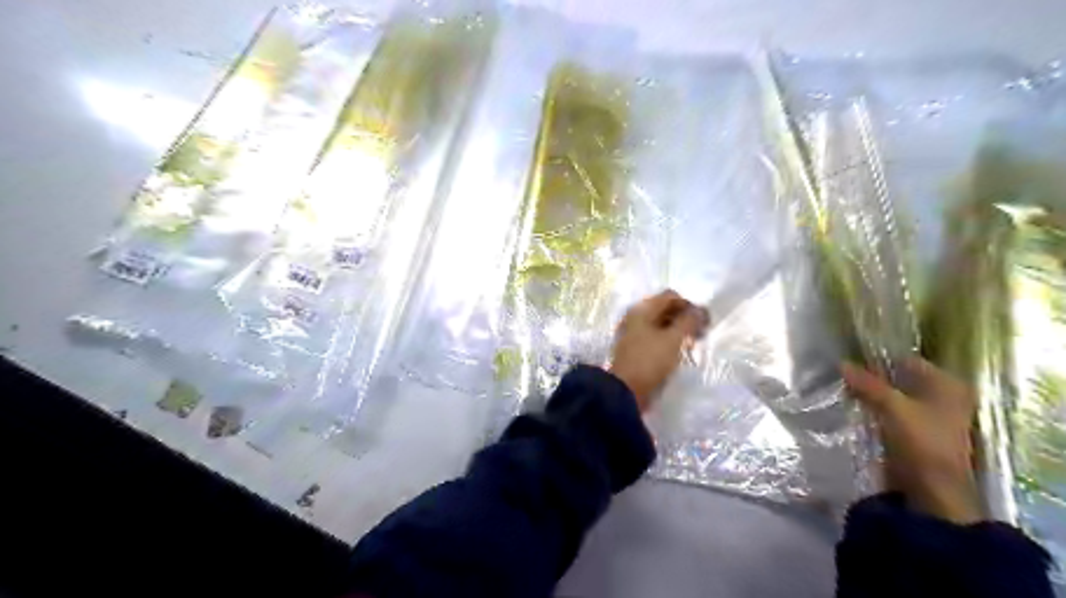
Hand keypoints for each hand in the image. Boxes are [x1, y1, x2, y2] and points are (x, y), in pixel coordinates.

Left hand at [607, 290, 704, 411]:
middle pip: (666, 310)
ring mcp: (635, 334)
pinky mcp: (637, 350)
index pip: (670, 296)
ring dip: (679, 332)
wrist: (625, 390)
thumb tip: (700, 310)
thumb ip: (688, 322)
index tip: (705, 321)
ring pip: (662, 325)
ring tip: (693, 345)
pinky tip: (681, 353)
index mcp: (642, 309)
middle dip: (685, 319)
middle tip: (701, 334)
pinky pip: (657, 339)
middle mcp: (636, 318)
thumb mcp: (673, 339)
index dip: (690, 305)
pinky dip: (670, 342)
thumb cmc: (649, 360)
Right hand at [841, 358, 980, 525]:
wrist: (935, 490)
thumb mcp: (892, 407)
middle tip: (843, 375)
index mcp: (947, 383)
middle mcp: (945, 395)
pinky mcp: (920, 432)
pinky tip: (857, 407)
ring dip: (873, 394)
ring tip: (845, 390)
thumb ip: (867, 384)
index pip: (906, 360)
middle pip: (901, 378)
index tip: (850, 360)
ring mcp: (933, 415)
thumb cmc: (921, 442)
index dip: (878, 360)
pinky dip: (878, 409)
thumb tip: (842, 363)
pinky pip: (894, 412)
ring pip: (896, 396)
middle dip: (873, 378)